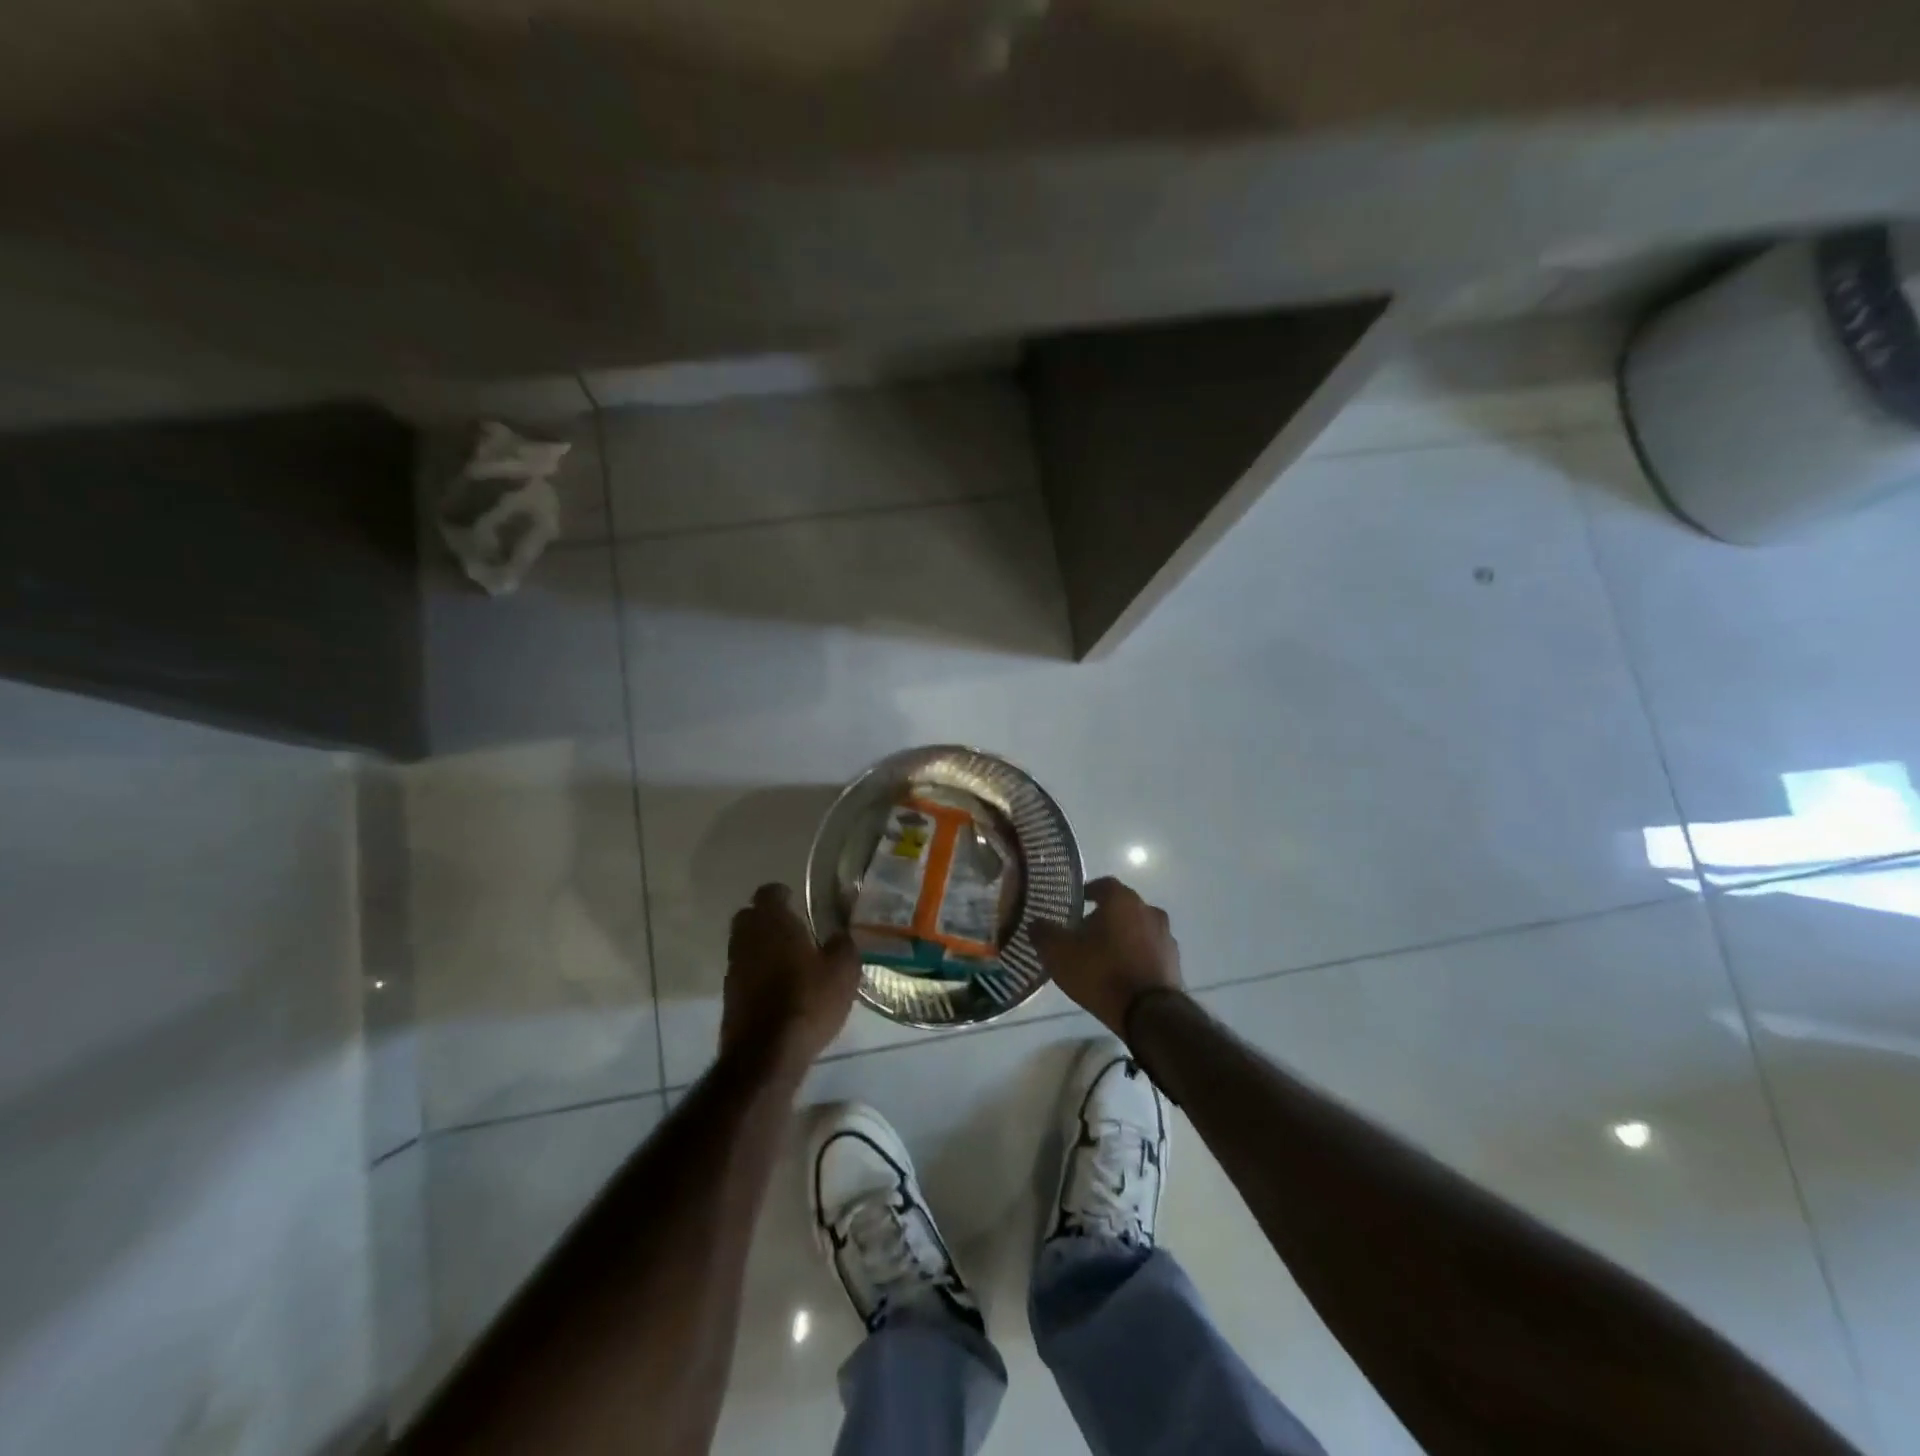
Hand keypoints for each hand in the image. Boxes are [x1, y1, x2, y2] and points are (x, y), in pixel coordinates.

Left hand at [722, 883, 860, 1075]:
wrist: (766, 1054)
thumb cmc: (808, 1000)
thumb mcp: (843, 971)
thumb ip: (843, 945)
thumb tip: (840, 935)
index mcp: (773, 922)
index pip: (769, 892)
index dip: (782, 894)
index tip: (796, 900)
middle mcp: (747, 939)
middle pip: (750, 916)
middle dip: (767, 918)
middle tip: (793, 928)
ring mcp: (733, 968)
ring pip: (745, 945)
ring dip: (762, 947)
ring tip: (789, 960)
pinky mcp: (729, 997)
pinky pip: (744, 973)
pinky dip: (757, 974)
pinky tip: (779, 988)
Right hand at [1032, 877, 1182, 1039]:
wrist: (1149, 1014)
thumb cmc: (1101, 973)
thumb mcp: (1060, 953)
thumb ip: (1044, 933)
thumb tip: (1036, 923)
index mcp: (1122, 900)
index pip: (1103, 884)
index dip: (1087, 893)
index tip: (1074, 906)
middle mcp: (1148, 910)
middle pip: (1122, 907)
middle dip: (1104, 917)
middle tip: (1084, 934)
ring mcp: (1165, 936)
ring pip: (1138, 928)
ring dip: (1123, 937)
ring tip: (1103, 957)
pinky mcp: (1175, 962)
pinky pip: (1150, 951)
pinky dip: (1137, 955)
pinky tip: (1123, 974)